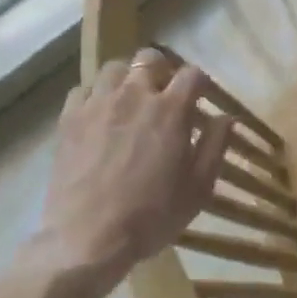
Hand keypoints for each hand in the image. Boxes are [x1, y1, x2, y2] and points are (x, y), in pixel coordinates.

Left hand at [38, 50, 229, 285]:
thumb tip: (227, 117)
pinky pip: (82, 90)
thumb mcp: (197, 189)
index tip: (201, 96)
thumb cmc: (150, 216)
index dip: (200, 82)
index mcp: (170, 109)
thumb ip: (215, 146)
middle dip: (162, 69)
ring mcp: (98, 103)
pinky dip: (94, 96)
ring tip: (128, 100)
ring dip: (126, 78)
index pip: (192, 74)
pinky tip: (98, 114)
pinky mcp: (69, 118)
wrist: (87, 239)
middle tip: (163, 93)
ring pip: (114, 68)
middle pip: (150, 58)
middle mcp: (134, 94)